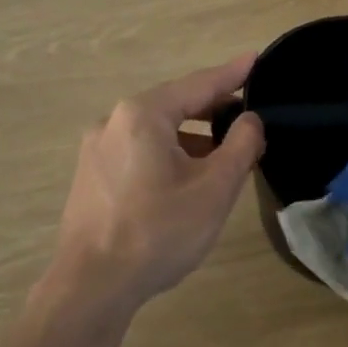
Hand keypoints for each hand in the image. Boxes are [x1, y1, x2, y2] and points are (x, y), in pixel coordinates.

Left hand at [47, 56, 264, 315]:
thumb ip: (241, 145)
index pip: (198, 84)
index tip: (256, 59)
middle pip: (175, 105)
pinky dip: (169, 154)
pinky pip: (139, 151)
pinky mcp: (91, 176)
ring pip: (156, 131)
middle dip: (213, 109)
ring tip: (225, 154)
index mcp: (143, 114)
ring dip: (192, 137)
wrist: (91, 287)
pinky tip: (187, 178)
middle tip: (248, 114)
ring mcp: (96, 149)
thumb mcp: (215, 188)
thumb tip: (250, 120)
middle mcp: (114, 121)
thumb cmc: (159, 231)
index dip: (232, 74)